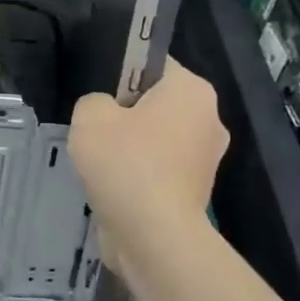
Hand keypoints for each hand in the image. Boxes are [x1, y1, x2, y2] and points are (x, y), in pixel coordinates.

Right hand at [68, 59, 227, 244]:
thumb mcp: (90, 116)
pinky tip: (113, 184)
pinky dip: (138, 174)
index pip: (152, 64)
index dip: (119, 73)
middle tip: (93, 128)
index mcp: (192, 91)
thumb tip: (105, 112)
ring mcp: (206, 159)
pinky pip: (159, 168)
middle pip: (156, 103)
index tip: (97, 93)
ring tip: (98, 161)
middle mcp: (209, 119)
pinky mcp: (195, 191)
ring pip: (156, 138)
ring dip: (130, 146)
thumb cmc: (125, 164)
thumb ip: (93, 101)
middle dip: (125, 113)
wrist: (154, 236)